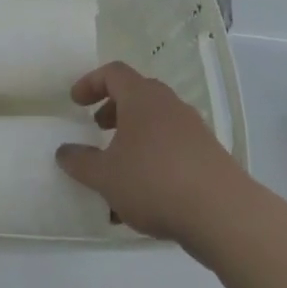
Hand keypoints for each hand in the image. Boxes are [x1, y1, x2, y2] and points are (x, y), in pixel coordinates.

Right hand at [54, 62, 246, 245]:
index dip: (91, 83)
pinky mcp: (208, 157)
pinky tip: (142, 198)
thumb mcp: (106, 176)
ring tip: (117, 170)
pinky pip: (172, 149)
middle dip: (113, 110)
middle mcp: (168, 105)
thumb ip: (80, 162)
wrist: (223, 214)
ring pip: (155, 124)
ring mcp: (192, 130)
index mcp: (142, 98)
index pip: (113, 73)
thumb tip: (63, 151)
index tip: (75, 102)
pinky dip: (153, 161)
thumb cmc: (155, 182)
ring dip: (133, 139)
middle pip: (137, 95)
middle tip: (97, 129)